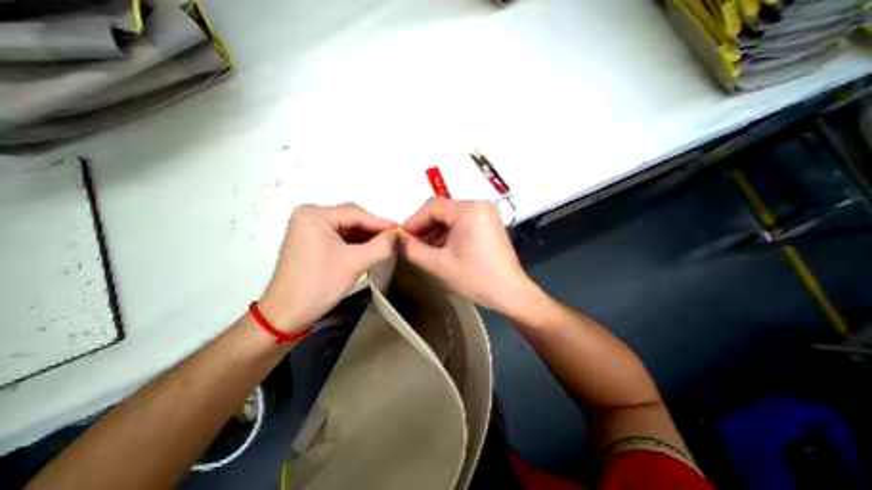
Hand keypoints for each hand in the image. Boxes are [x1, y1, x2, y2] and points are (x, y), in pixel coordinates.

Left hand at [257, 204, 395, 335]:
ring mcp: (309, 229)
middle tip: (393, 239)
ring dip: (365, 237)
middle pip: (350, 219)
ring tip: (385, 245)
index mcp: (314, 215)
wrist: (287, 313)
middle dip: (372, 230)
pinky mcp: (311, 241)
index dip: (380, 223)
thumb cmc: (319, 284)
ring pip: (346, 228)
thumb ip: (380, 246)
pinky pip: (339, 237)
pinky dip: (355, 243)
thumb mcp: (355, 263)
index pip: (355, 214)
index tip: (400, 230)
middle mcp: (310, 216)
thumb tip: (397, 234)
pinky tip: (369, 249)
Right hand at [399, 199, 539, 316]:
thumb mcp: (438, 264)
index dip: (413, 222)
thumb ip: (412, 249)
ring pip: (451, 218)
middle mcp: (480, 205)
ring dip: (435, 233)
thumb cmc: (475, 278)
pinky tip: (439, 249)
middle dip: (424, 228)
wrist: (511, 294)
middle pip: (442, 211)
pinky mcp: (489, 224)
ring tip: (422, 250)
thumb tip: (398, 239)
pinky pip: (461, 224)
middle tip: (410, 245)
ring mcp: (486, 214)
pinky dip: (448, 235)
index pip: (432, 207)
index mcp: (470, 209)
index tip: (400, 238)